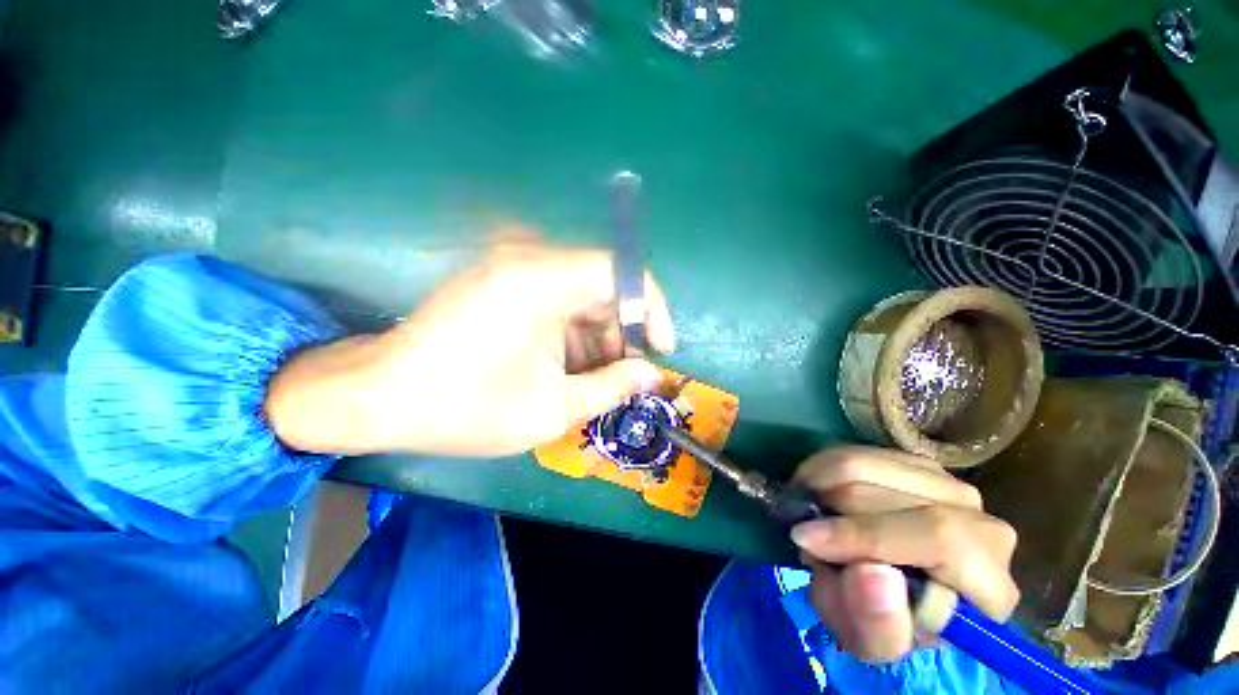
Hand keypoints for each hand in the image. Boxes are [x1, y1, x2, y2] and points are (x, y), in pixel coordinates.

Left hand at [265, 242, 675, 456]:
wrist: (378, 400)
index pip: (620, 272)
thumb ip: (611, 387)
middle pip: (602, 289)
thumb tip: (652, 375)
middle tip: (626, 379)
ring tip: (595, 384)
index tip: (661, 349)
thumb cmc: (466, 408)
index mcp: (541, 281)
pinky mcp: (502, 288)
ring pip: (581, 300)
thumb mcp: (552, 408)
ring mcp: (513, 273)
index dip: (650, 308)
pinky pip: (556, 305)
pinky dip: (572, 337)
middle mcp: (529, 264)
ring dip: (596, 341)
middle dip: (621, 336)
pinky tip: (568, 372)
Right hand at [788, 447, 1019, 663]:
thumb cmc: (890, 624)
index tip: (804, 539)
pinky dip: (822, 468)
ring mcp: (947, 483)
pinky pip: (855, 452)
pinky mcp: (915, 463)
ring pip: (865, 463)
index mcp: (988, 581)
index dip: (864, 535)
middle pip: (888, 494)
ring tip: (805, 509)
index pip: (938, 537)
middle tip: (801, 531)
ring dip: (819, 484)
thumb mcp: (876, 645)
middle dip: (828, 511)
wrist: (899, 593)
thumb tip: (871, 572)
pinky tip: (816, 491)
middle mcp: (979, 520)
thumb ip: (877, 625)